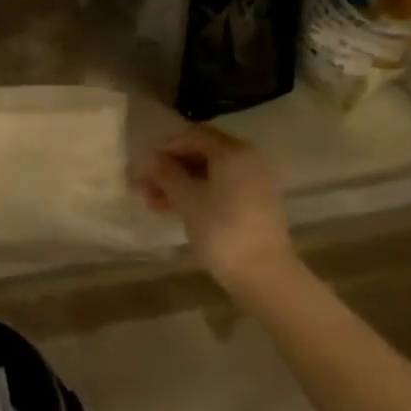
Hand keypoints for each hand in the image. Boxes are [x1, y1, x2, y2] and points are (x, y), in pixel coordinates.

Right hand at [137, 127, 296, 296]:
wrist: (265, 275)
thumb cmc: (221, 230)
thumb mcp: (187, 200)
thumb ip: (166, 174)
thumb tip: (150, 159)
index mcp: (232, 151)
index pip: (193, 136)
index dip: (165, 149)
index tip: (145, 169)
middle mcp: (247, 159)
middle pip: (202, 153)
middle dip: (172, 169)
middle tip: (146, 188)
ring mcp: (255, 181)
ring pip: (211, 173)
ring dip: (182, 184)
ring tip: (156, 204)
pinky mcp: (257, 203)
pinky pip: (224, 188)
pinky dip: (201, 194)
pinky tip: (179, 211)